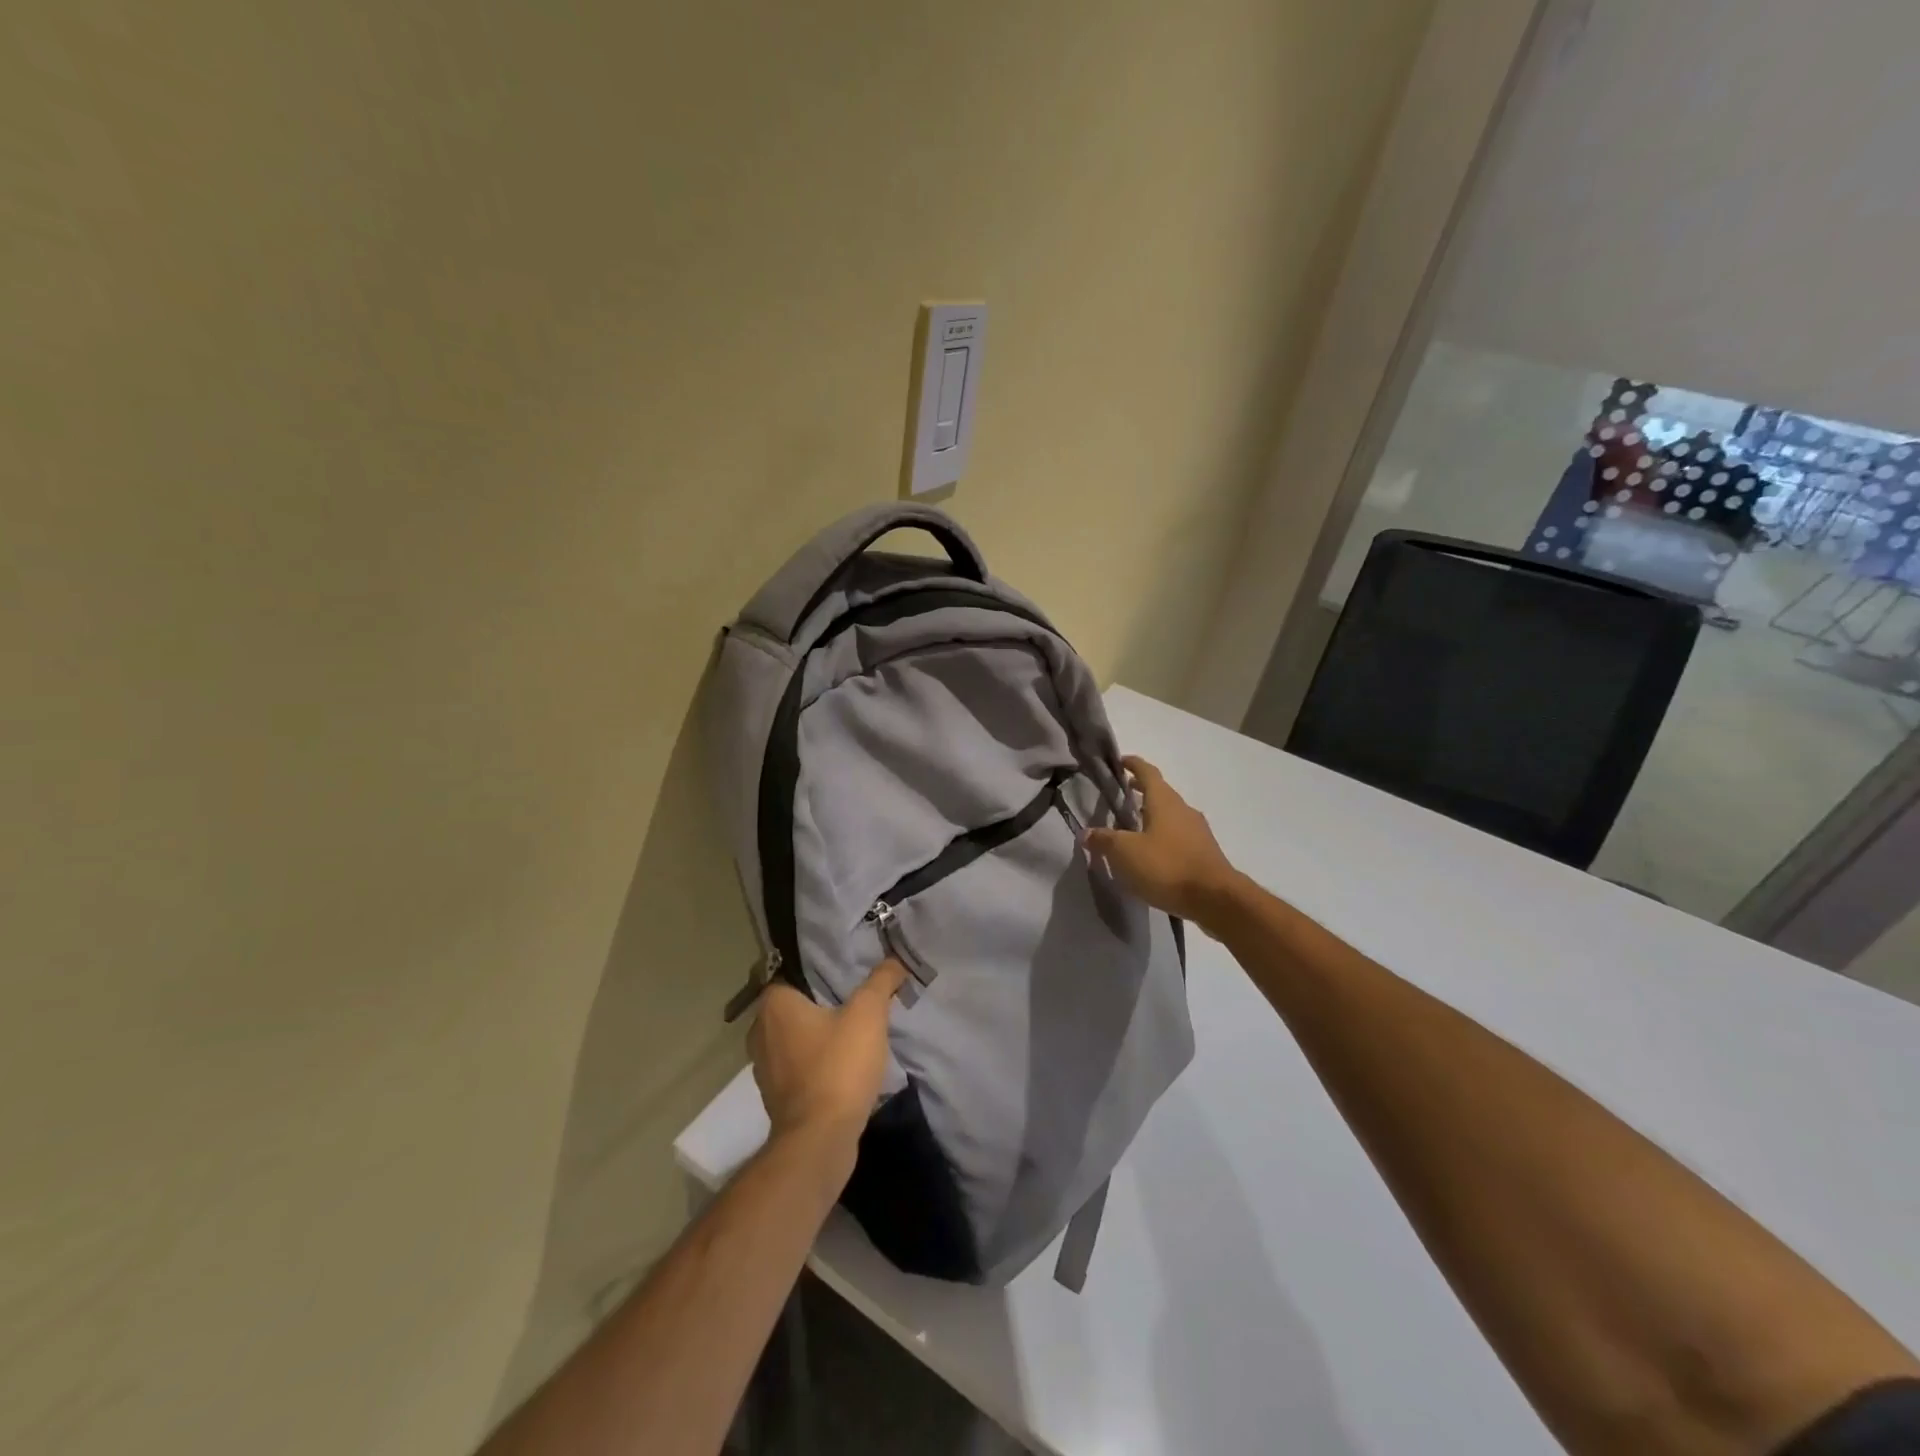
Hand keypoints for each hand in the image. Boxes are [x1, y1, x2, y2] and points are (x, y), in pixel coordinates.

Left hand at [749, 959, 907, 1168]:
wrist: (820, 1140)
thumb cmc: (838, 1067)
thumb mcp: (868, 1014)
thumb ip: (881, 981)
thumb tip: (894, 959)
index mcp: (773, 1005)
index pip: (793, 972)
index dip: (820, 970)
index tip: (847, 971)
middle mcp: (760, 1031)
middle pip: (795, 1005)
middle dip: (822, 1002)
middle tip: (855, 997)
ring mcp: (764, 1067)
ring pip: (795, 1036)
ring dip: (819, 1034)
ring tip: (853, 1029)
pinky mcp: (775, 1095)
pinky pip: (798, 1065)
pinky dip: (816, 1061)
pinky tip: (843, 1063)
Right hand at [1084, 756, 1242, 927]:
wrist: (1215, 899)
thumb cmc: (1167, 866)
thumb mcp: (1125, 853)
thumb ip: (1104, 840)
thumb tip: (1087, 833)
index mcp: (1164, 801)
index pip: (1147, 772)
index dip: (1133, 764)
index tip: (1119, 762)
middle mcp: (1183, 809)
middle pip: (1159, 793)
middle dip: (1139, 791)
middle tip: (1119, 796)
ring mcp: (1197, 831)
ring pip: (1170, 815)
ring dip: (1151, 815)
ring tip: (1131, 827)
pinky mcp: (1203, 853)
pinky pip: (1178, 836)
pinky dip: (1162, 836)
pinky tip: (1150, 854)